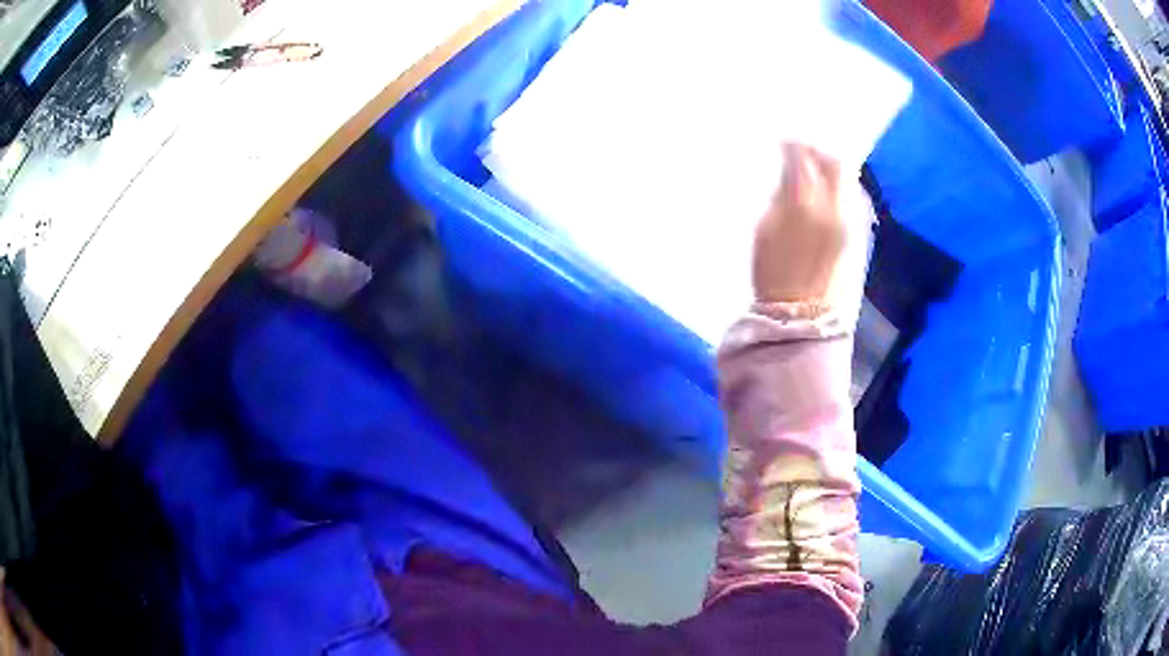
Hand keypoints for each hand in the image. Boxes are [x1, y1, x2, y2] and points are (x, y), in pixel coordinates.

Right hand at [752, 144, 861, 310]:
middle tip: (804, 151)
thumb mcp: (765, 230)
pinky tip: (828, 192)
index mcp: (806, 204)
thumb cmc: (774, 276)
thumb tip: (790, 174)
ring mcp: (853, 222)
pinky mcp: (860, 235)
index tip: (784, 141)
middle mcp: (837, 207)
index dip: (794, 145)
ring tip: (815, 169)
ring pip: (849, 180)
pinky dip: (841, 187)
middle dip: (820, 152)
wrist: (804, 317)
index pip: (804, 158)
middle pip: (836, 164)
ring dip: (832, 168)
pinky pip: (854, 198)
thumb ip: (781, 195)